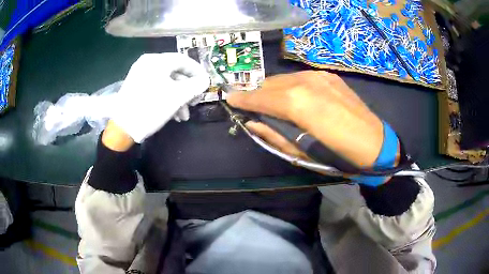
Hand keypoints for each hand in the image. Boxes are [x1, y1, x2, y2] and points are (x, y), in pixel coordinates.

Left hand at [111, 53, 209, 143]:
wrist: (122, 128)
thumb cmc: (151, 108)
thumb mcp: (178, 96)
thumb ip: (196, 85)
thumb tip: (206, 80)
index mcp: (157, 61)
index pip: (183, 60)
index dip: (197, 71)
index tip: (206, 84)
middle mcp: (148, 63)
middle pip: (175, 72)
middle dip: (187, 89)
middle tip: (195, 102)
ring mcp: (140, 74)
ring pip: (166, 82)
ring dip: (178, 98)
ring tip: (183, 115)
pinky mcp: (136, 86)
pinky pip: (157, 87)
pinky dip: (166, 98)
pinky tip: (172, 114)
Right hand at [227, 71, 383, 167]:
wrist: (375, 144)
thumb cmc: (338, 156)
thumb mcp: (301, 153)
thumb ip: (273, 135)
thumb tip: (253, 123)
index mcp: (297, 103)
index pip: (260, 97)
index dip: (243, 99)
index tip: (230, 99)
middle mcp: (305, 82)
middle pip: (270, 84)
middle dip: (258, 94)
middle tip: (253, 107)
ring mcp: (319, 76)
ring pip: (284, 78)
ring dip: (274, 90)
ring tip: (274, 104)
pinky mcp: (329, 76)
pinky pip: (300, 78)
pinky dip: (291, 87)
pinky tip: (296, 99)